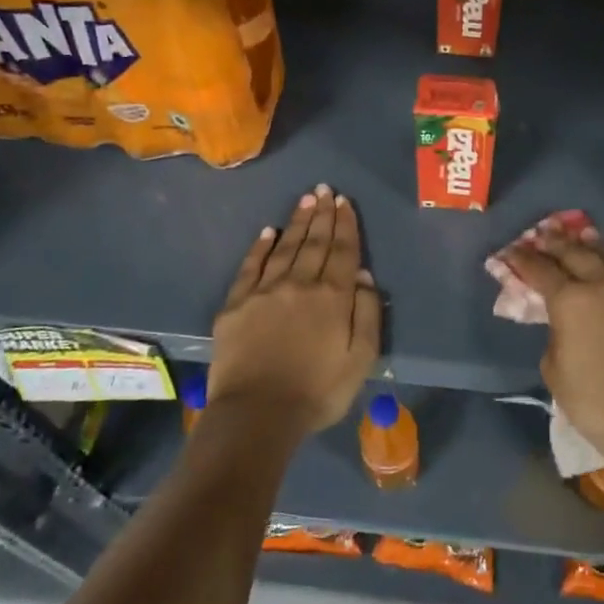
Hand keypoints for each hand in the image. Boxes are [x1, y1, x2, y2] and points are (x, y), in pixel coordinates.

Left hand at [208, 185, 381, 433]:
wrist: (257, 414)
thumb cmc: (318, 391)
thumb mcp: (361, 358)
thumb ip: (367, 313)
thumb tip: (362, 275)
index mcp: (333, 297)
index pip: (342, 251)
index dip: (345, 225)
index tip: (345, 202)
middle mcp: (300, 284)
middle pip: (314, 243)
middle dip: (322, 215)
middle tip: (324, 190)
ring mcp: (265, 292)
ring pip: (285, 248)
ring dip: (297, 222)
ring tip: (305, 200)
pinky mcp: (236, 305)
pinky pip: (251, 267)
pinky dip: (261, 247)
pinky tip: (268, 232)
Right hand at [503, 223, 603, 468]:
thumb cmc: (595, 404)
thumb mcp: (555, 372)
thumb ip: (556, 335)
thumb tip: (564, 323)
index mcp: (572, 301)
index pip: (541, 270)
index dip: (523, 259)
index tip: (512, 251)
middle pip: (578, 253)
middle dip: (557, 243)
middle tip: (545, 234)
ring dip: (594, 248)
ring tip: (584, 238)